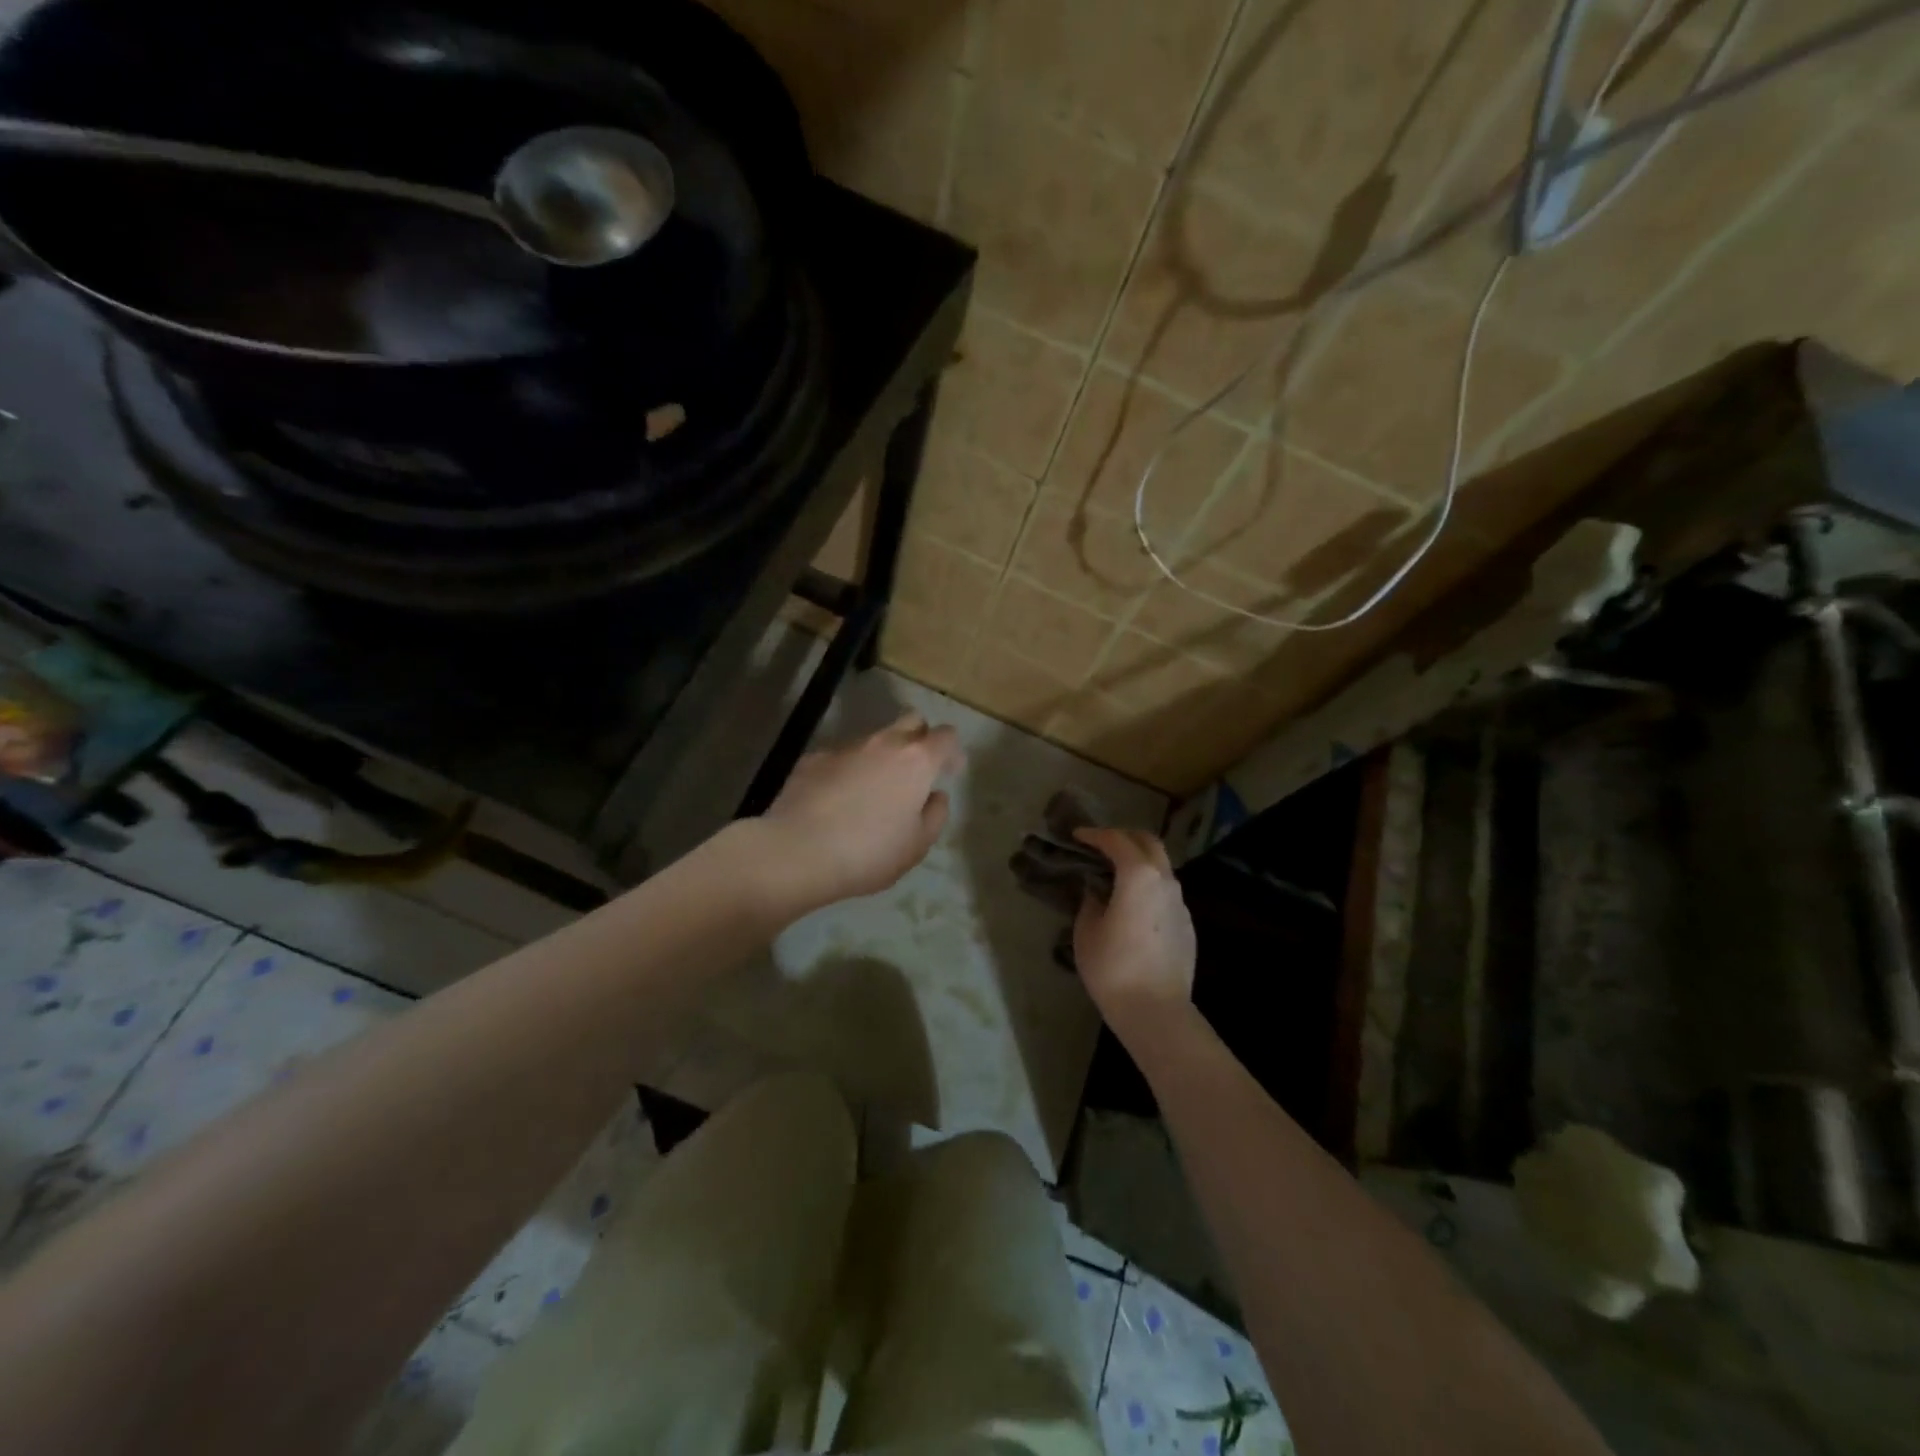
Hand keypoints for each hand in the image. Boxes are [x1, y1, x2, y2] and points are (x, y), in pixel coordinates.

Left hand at [753, 712, 963, 913]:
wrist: (796, 850)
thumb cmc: (868, 853)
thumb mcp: (916, 846)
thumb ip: (935, 816)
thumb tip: (935, 796)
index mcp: (916, 761)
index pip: (945, 736)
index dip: (952, 751)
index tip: (950, 771)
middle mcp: (883, 743)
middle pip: (911, 721)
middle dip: (920, 738)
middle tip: (916, 772)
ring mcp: (845, 747)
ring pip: (873, 740)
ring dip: (881, 757)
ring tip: (873, 792)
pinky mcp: (812, 759)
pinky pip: (841, 758)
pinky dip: (847, 772)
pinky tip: (837, 801)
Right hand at [1072, 828, 1196, 1045]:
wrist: (1156, 1011)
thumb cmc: (1113, 968)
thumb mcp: (1086, 931)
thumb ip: (1091, 902)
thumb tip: (1097, 891)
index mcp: (1138, 876)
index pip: (1116, 841)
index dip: (1095, 834)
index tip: (1078, 835)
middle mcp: (1165, 881)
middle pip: (1148, 843)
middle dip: (1124, 837)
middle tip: (1101, 844)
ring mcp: (1180, 903)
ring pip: (1162, 867)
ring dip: (1139, 862)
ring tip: (1115, 875)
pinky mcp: (1187, 924)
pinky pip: (1166, 892)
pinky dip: (1149, 886)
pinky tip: (1133, 906)